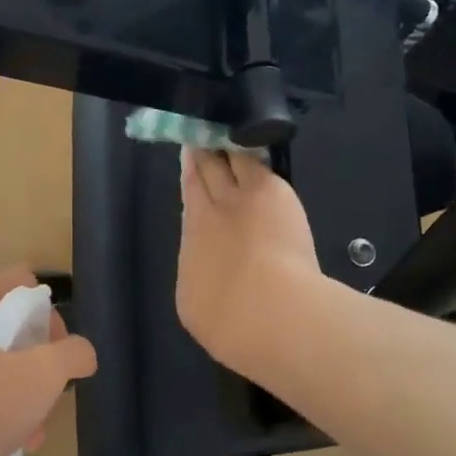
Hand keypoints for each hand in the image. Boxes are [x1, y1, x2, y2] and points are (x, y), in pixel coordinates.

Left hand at [0, 266, 96, 455]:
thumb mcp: (41, 376)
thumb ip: (71, 355)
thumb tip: (82, 352)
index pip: (15, 282)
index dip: (48, 308)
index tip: (63, 346)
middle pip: (2, 329)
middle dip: (35, 360)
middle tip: (52, 390)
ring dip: (18, 394)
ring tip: (36, 430)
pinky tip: (8, 446)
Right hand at [176, 148, 322, 372]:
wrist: (265, 311)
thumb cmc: (233, 326)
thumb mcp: (204, 311)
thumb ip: (207, 285)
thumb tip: (213, 280)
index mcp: (192, 252)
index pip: (188, 211)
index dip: (189, 188)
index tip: (190, 174)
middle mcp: (205, 219)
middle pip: (198, 179)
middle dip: (197, 159)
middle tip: (196, 137)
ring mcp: (235, 201)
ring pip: (221, 164)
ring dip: (217, 147)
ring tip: (216, 129)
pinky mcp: (267, 190)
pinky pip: (252, 160)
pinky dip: (245, 147)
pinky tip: (247, 133)